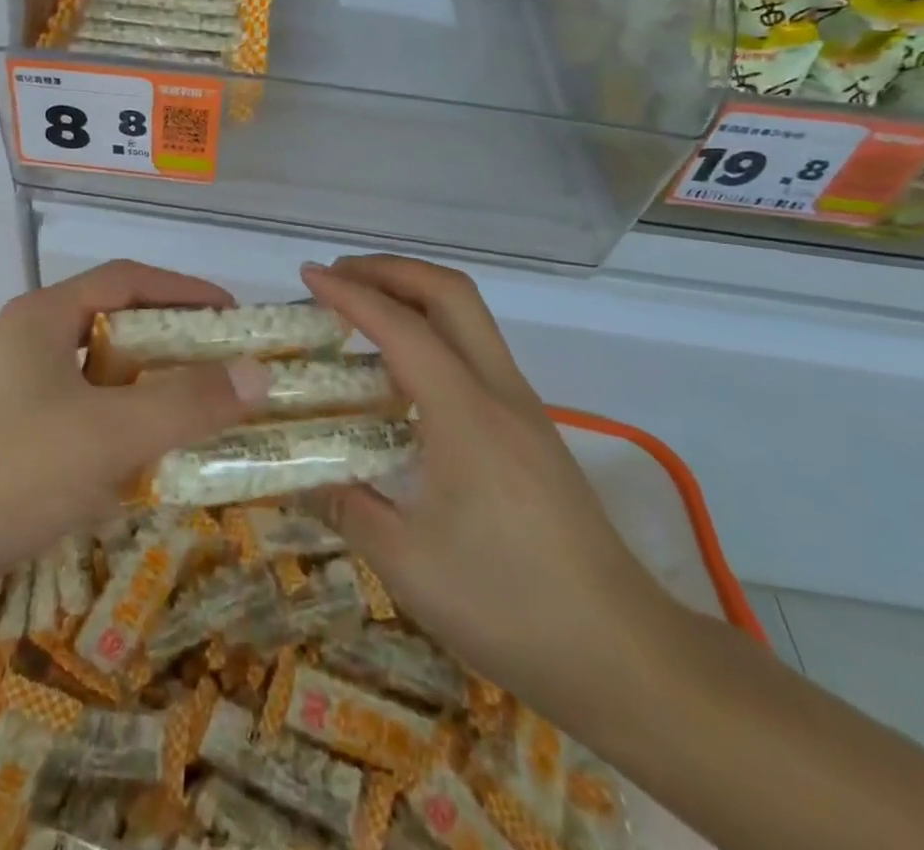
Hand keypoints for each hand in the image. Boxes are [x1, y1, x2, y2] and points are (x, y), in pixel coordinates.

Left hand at [0, 261, 259, 625]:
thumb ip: (186, 403)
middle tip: (226, 373)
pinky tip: (146, 472)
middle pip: (115, 330)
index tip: (234, 316)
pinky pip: (80, 426)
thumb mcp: (108, 433)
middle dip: (172, 349)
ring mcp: (15, 397)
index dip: (184, 291)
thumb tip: (259, 373)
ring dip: (148, 398)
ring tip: (199, 420)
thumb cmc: (8, 471)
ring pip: (99, 383)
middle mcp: (29, 346)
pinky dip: (118, 438)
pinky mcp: (10, 445)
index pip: (128, 280)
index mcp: (46, 317)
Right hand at [301, 255, 675, 714]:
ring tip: (360, 311)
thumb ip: (346, 508)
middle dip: (390, 269)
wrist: (626, 655)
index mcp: (467, 416)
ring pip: (468, 316)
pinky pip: (475, 350)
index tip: (308, 276)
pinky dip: (431, 331)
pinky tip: (401, 373)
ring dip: (413, 294)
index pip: (401, 327)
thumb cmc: (511, 606)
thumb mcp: (408, 565)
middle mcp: (499, 392)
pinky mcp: (531, 426)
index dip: (350, 294)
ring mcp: (522, 406)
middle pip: (450, 292)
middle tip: (338, 277)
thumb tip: (297, 478)